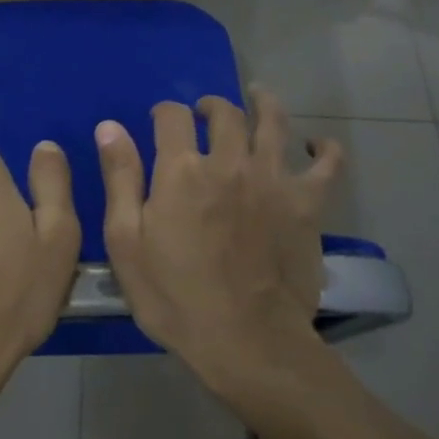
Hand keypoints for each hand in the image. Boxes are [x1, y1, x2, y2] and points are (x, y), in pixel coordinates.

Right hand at [94, 89, 342, 391]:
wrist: (246, 341)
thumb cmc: (175, 297)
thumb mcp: (126, 242)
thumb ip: (120, 178)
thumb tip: (110, 126)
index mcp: (182, 169)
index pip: (172, 116)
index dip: (164, 112)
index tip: (160, 121)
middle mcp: (229, 161)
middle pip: (225, 112)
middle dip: (211, 106)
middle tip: (205, 113)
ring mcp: (273, 179)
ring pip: (273, 122)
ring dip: (264, 103)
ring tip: (258, 98)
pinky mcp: (307, 204)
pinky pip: (327, 165)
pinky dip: (325, 149)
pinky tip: (317, 145)